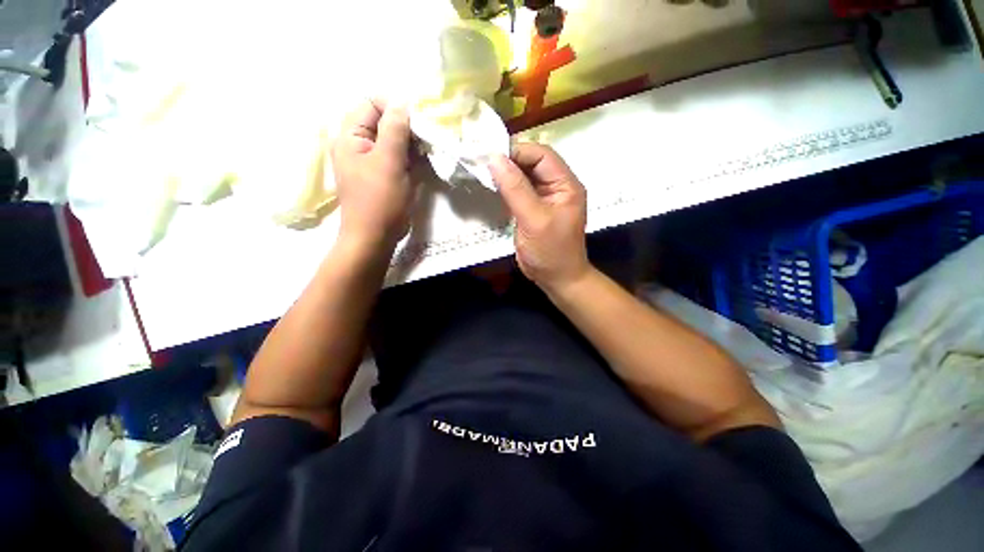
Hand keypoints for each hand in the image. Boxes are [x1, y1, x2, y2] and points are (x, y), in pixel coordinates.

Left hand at [331, 100, 417, 251]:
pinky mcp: (385, 174)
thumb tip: (402, 101)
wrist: (375, 236)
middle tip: (426, 138)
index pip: (372, 103)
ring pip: (394, 139)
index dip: (395, 107)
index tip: (418, 121)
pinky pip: (399, 156)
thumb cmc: (379, 200)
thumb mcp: (388, 162)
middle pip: (384, 120)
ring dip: (412, 142)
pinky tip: (423, 161)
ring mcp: (373, 160)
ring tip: (427, 150)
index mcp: (351, 135)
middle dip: (407, 126)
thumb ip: (394, 129)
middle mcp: (359, 143)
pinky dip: (412, 156)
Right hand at [489, 144, 589, 293]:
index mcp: (566, 184)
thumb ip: (515, 189)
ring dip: (505, 174)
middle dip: (509, 161)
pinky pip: (518, 192)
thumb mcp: (534, 219)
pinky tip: (492, 187)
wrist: (556, 279)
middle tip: (482, 163)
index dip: (517, 151)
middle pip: (532, 163)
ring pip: (523, 177)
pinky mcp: (532, 209)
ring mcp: (544, 199)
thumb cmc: (550, 252)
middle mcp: (557, 187)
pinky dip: (505, 188)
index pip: (541, 155)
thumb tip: (495, 158)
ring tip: (483, 172)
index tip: (490, 156)